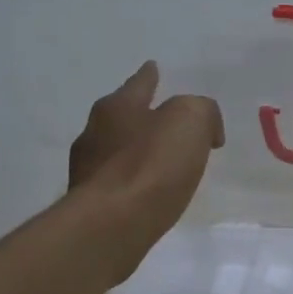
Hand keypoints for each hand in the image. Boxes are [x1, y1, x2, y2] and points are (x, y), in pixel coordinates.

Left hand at [69, 62, 224, 282]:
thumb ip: (202, 112)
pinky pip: (117, 182)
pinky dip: (132, 181)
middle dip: (141, 115)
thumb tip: (205, 130)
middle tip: (164, 119)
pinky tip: (147, 192)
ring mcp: (87, 170)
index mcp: (117, 107)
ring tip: (160, 160)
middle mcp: (95, 132)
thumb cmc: (151, 165)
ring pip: (116, 150)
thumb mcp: (191, 121)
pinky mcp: (89, 204)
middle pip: (121, 115)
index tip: (154, 67)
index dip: (150, 75)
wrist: (110, 226)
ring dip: (136, 151)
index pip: (139, 83)